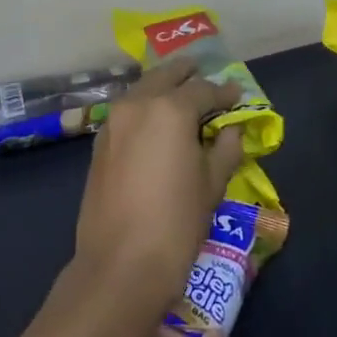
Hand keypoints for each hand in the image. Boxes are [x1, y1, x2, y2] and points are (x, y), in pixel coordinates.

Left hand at [73, 60, 243, 315]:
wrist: (121, 264)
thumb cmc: (177, 222)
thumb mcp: (212, 184)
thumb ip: (225, 149)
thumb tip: (231, 130)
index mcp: (169, 109)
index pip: (203, 89)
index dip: (224, 92)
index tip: (237, 94)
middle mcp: (137, 104)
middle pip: (165, 76)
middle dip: (187, 74)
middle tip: (204, 73)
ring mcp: (113, 122)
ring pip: (142, 90)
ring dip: (162, 87)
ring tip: (181, 95)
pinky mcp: (100, 143)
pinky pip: (127, 112)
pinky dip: (144, 107)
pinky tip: (156, 122)